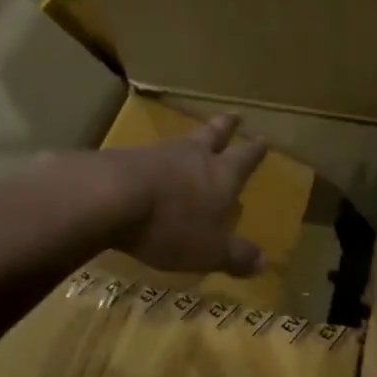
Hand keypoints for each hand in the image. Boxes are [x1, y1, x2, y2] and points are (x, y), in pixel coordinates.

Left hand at [107, 114, 267, 275]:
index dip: (255, 151)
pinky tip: (152, 165)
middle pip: (214, 135)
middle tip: (235, 115)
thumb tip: (264, 261)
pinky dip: (156, 160)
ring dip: (190, 141)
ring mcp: (159, 154)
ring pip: (182, 142)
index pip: (244, 158)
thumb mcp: (208, 250)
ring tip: (193, 140)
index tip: (263, 139)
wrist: (112, 197)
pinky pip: (149, 157)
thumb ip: (235, 255)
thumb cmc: (171, 225)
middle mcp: (194, 157)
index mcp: (221, 175)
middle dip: (226, 127)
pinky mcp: (127, 159)